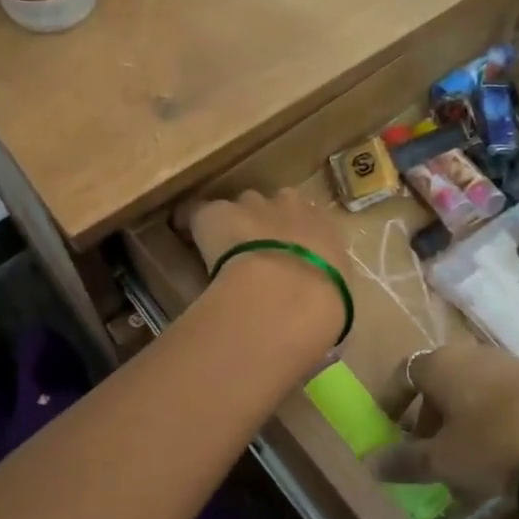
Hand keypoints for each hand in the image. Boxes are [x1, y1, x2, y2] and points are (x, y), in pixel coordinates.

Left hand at [177, 188, 349, 348]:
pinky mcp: (217, 213)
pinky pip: (198, 212)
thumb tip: (315, 313)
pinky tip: (183, 236)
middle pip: (275, 205)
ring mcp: (254, 206)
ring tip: (220, 247)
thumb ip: (325, 296)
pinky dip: (190, 223)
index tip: (287, 256)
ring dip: (234, 221)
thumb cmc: (325, 306)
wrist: (290, 294)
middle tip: (255, 251)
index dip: (295, 238)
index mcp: (327, 229)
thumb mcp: (335, 301)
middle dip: (265, 222)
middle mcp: (293, 207)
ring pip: (240, 205)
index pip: (311, 222)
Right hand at [368, 340, 518, 518]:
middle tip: (427, 454)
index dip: (391, 404)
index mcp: (438, 364)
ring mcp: (505, 362)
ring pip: (468, 391)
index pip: (401, 375)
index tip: (388, 431)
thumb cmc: (496, 442)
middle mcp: (468, 354)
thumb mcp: (445, 460)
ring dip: (459, 422)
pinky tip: (501, 454)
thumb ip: (405, 461)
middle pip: (436, 384)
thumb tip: (369, 463)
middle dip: (427, 419)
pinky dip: (488, 421)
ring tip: (464, 461)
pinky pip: (497, 397)